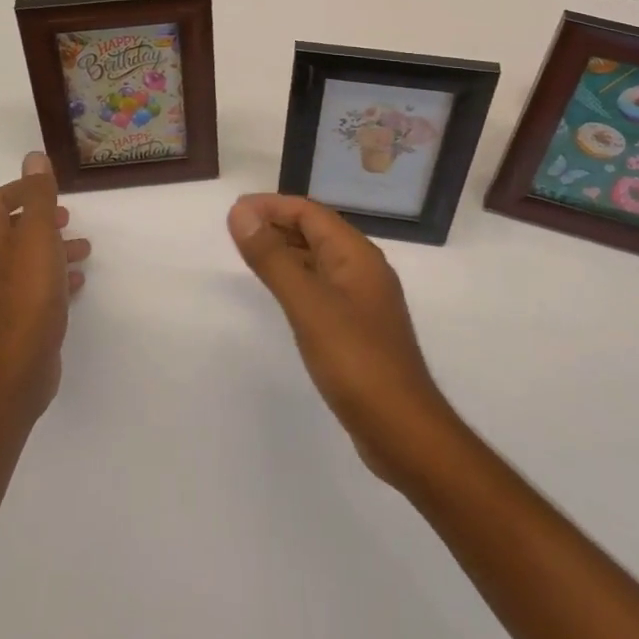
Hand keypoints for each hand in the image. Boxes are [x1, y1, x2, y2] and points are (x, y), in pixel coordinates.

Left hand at [0, 152, 90, 425]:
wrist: (19, 366)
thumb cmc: (30, 293)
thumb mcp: (39, 236)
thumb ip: (39, 197)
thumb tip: (33, 159)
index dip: (21, 191)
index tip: (50, 193)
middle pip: (10, 231)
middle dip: (41, 220)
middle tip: (68, 219)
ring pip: (24, 260)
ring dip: (52, 248)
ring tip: (83, 250)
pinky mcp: (12, 321)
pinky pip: (32, 288)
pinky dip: (53, 277)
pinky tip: (76, 283)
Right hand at [229, 194, 455, 485]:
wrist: (404, 432)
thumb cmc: (356, 361)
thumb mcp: (308, 304)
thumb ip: (273, 257)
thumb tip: (240, 212)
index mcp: (356, 254)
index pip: (310, 212)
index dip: (272, 206)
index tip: (234, 211)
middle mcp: (363, 269)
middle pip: (315, 231)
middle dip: (276, 224)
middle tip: (235, 230)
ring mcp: (362, 300)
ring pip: (317, 259)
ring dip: (284, 250)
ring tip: (249, 253)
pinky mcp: (357, 329)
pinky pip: (321, 287)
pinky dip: (295, 278)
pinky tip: (278, 293)